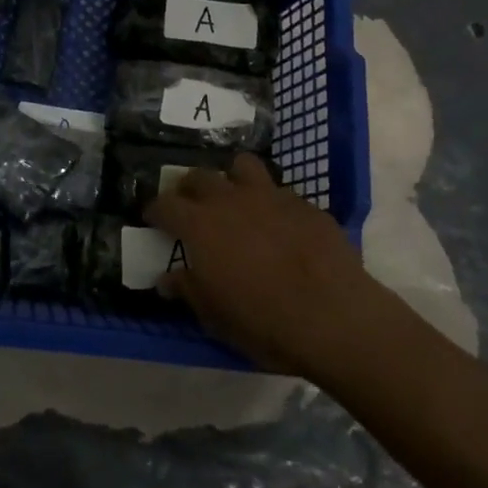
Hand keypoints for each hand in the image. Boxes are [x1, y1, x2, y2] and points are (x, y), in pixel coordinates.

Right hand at [148, 154, 373, 376]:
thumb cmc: (263, 322)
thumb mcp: (215, 316)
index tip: (153, 218)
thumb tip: (166, 280)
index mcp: (200, 226)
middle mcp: (230, 200)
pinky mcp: (305, 204)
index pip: (164, 204)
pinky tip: (280, 224)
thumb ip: (188, 290)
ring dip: (232, 178)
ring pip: (242, 166)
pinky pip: (281, 192)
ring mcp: (271, 196)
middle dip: (189, 189)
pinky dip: (272, 202)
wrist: (334, 317)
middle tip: (190, 207)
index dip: (155, 210)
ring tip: (235, 198)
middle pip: (199, 177)